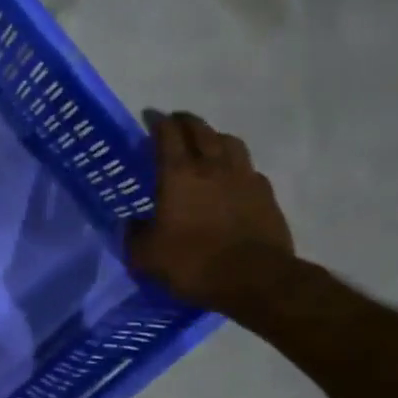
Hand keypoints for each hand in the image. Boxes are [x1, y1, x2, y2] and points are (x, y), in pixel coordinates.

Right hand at [126, 110, 294, 312]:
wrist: (255, 279)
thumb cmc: (193, 263)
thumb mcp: (147, 256)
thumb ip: (134, 235)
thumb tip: (132, 224)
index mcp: (178, 175)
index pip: (167, 135)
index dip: (157, 122)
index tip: (150, 117)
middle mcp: (212, 166)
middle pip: (200, 130)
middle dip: (186, 122)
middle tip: (176, 122)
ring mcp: (243, 177)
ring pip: (229, 142)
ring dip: (215, 137)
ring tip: (207, 144)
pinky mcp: (265, 193)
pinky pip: (248, 168)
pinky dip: (236, 165)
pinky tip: (232, 177)